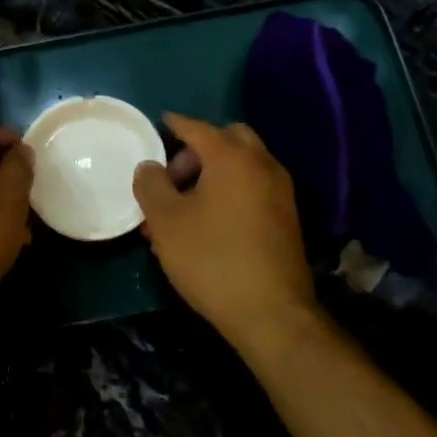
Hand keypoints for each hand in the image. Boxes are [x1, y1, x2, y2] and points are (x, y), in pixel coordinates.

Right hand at [133, 114, 320, 352]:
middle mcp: (262, 166)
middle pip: (229, 139)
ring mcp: (280, 192)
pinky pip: (253, 187)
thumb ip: (151, 185)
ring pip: (243, 165)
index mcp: (232, 158)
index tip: (160, 123)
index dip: (175, 124)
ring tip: (184, 206)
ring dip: (214, 172)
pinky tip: (209, 222)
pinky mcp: (286, 218)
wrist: (271, 313)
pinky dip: (231, 190)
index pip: (198, 128)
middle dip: (199, 149)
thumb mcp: (166, 221)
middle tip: (173, 177)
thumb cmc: (211, 259)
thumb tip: (149, 166)